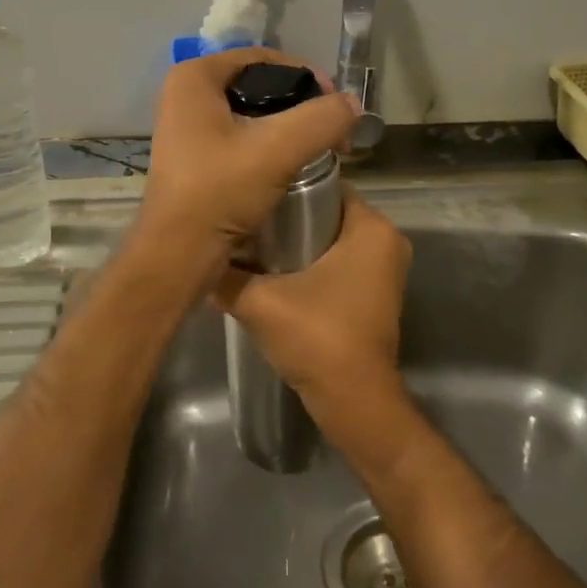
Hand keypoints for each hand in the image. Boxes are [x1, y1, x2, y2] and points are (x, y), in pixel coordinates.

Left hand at [137, 48, 357, 265]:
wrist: (178, 253)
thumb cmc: (220, 191)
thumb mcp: (278, 149)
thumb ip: (322, 118)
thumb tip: (352, 105)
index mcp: (194, 78)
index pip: (262, 58)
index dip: (304, 75)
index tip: (334, 104)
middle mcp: (184, 95)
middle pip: (257, 85)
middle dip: (298, 104)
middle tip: (330, 129)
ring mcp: (185, 128)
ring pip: (250, 114)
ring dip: (286, 127)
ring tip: (317, 148)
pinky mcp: (193, 157)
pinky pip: (238, 138)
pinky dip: (267, 146)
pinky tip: (290, 165)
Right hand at [212, 185, 410, 421]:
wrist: (353, 401)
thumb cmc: (317, 338)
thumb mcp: (259, 301)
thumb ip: (227, 275)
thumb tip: (199, 257)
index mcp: (372, 228)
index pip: (323, 186)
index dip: (285, 189)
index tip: (251, 195)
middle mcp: (387, 240)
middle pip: (326, 213)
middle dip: (287, 217)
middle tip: (245, 221)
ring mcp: (384, 269)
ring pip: (331, 240)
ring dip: (296, 243)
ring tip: (252, 245)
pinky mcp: (375, 293)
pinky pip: (339, 262)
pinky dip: (311, 264)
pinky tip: (273, 273)